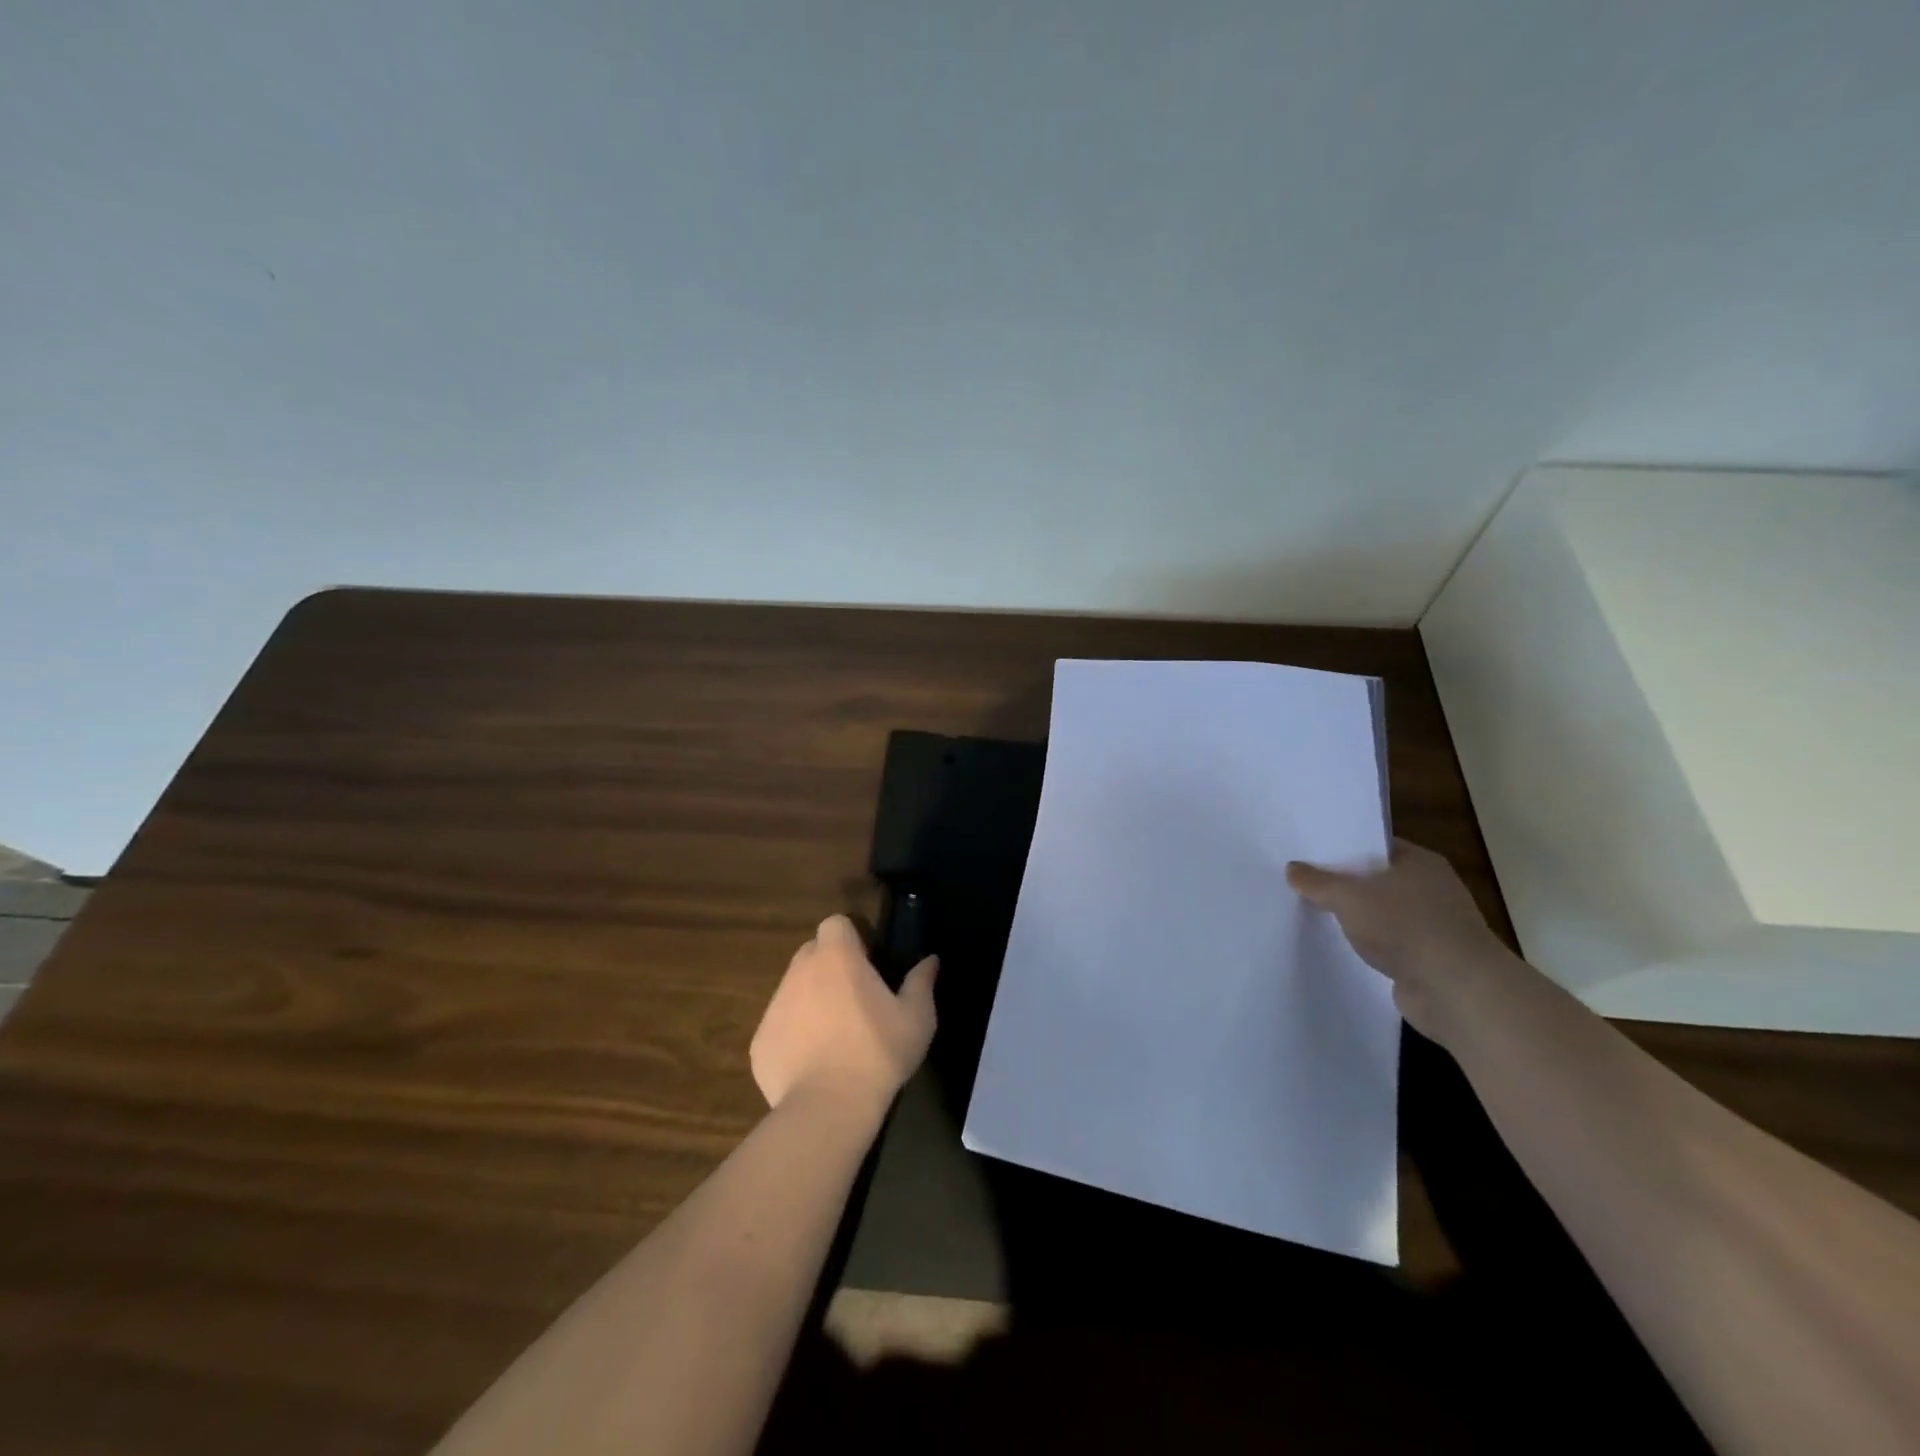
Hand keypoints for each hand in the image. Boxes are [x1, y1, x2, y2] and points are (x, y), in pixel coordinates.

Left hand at [750, 915, 937, 1115]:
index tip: (867, 964)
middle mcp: (799, 971)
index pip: (835, 924)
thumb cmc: (878, 1053)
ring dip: (811, 1001)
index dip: (850, 938)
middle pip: (812, 953)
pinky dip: (794, 1037)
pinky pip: (779, 1027)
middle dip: (829, 967)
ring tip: (835, 1037)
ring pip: (793, 989)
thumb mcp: (916, 1018)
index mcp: (837, 957)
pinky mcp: (759, 1042)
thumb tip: (930, 960)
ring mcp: (774, 1006)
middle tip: (854, 999)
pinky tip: (814, 1065)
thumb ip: (921, 982)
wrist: (828, 1108)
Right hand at [1286, 838, 1513, 1042]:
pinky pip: (1388, 944)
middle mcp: (1431, 888)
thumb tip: (1292, 868)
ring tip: (1313, 914)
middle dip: (1344, 884)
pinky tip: (1340, 946)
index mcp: (1420, 862)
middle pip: (1377, 879)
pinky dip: (1369, 945)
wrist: (1456, 991)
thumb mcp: (1349, 897)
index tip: (1308, 853)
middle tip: (1302, 882)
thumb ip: (1318, 882)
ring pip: (1382, 913)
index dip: (1342, 848)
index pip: (1375, 845)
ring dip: (1356, 918)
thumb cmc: (1405, 926)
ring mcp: (1433, 926)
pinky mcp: (1428, 959)